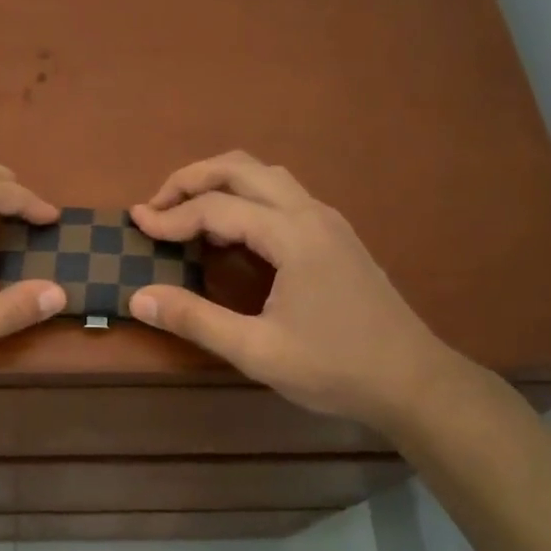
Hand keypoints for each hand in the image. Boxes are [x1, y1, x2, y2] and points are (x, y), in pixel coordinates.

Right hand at [128, 151, 459, 431]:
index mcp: (293, 235)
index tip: (136, 226)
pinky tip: (232, 230)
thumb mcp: (257, 351)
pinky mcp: (335, 235)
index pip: (217, 207)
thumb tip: (138, 297)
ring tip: (187, 212)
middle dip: (192, 178)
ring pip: (265, 175)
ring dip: (220, 182)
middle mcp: (311, 213)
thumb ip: (195, 320)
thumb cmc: (336, 368)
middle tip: (156, 206)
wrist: (414, 382)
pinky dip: (245, 197)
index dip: (171, 216)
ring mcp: (328, 221)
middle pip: (241, 168)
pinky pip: (281, 195)